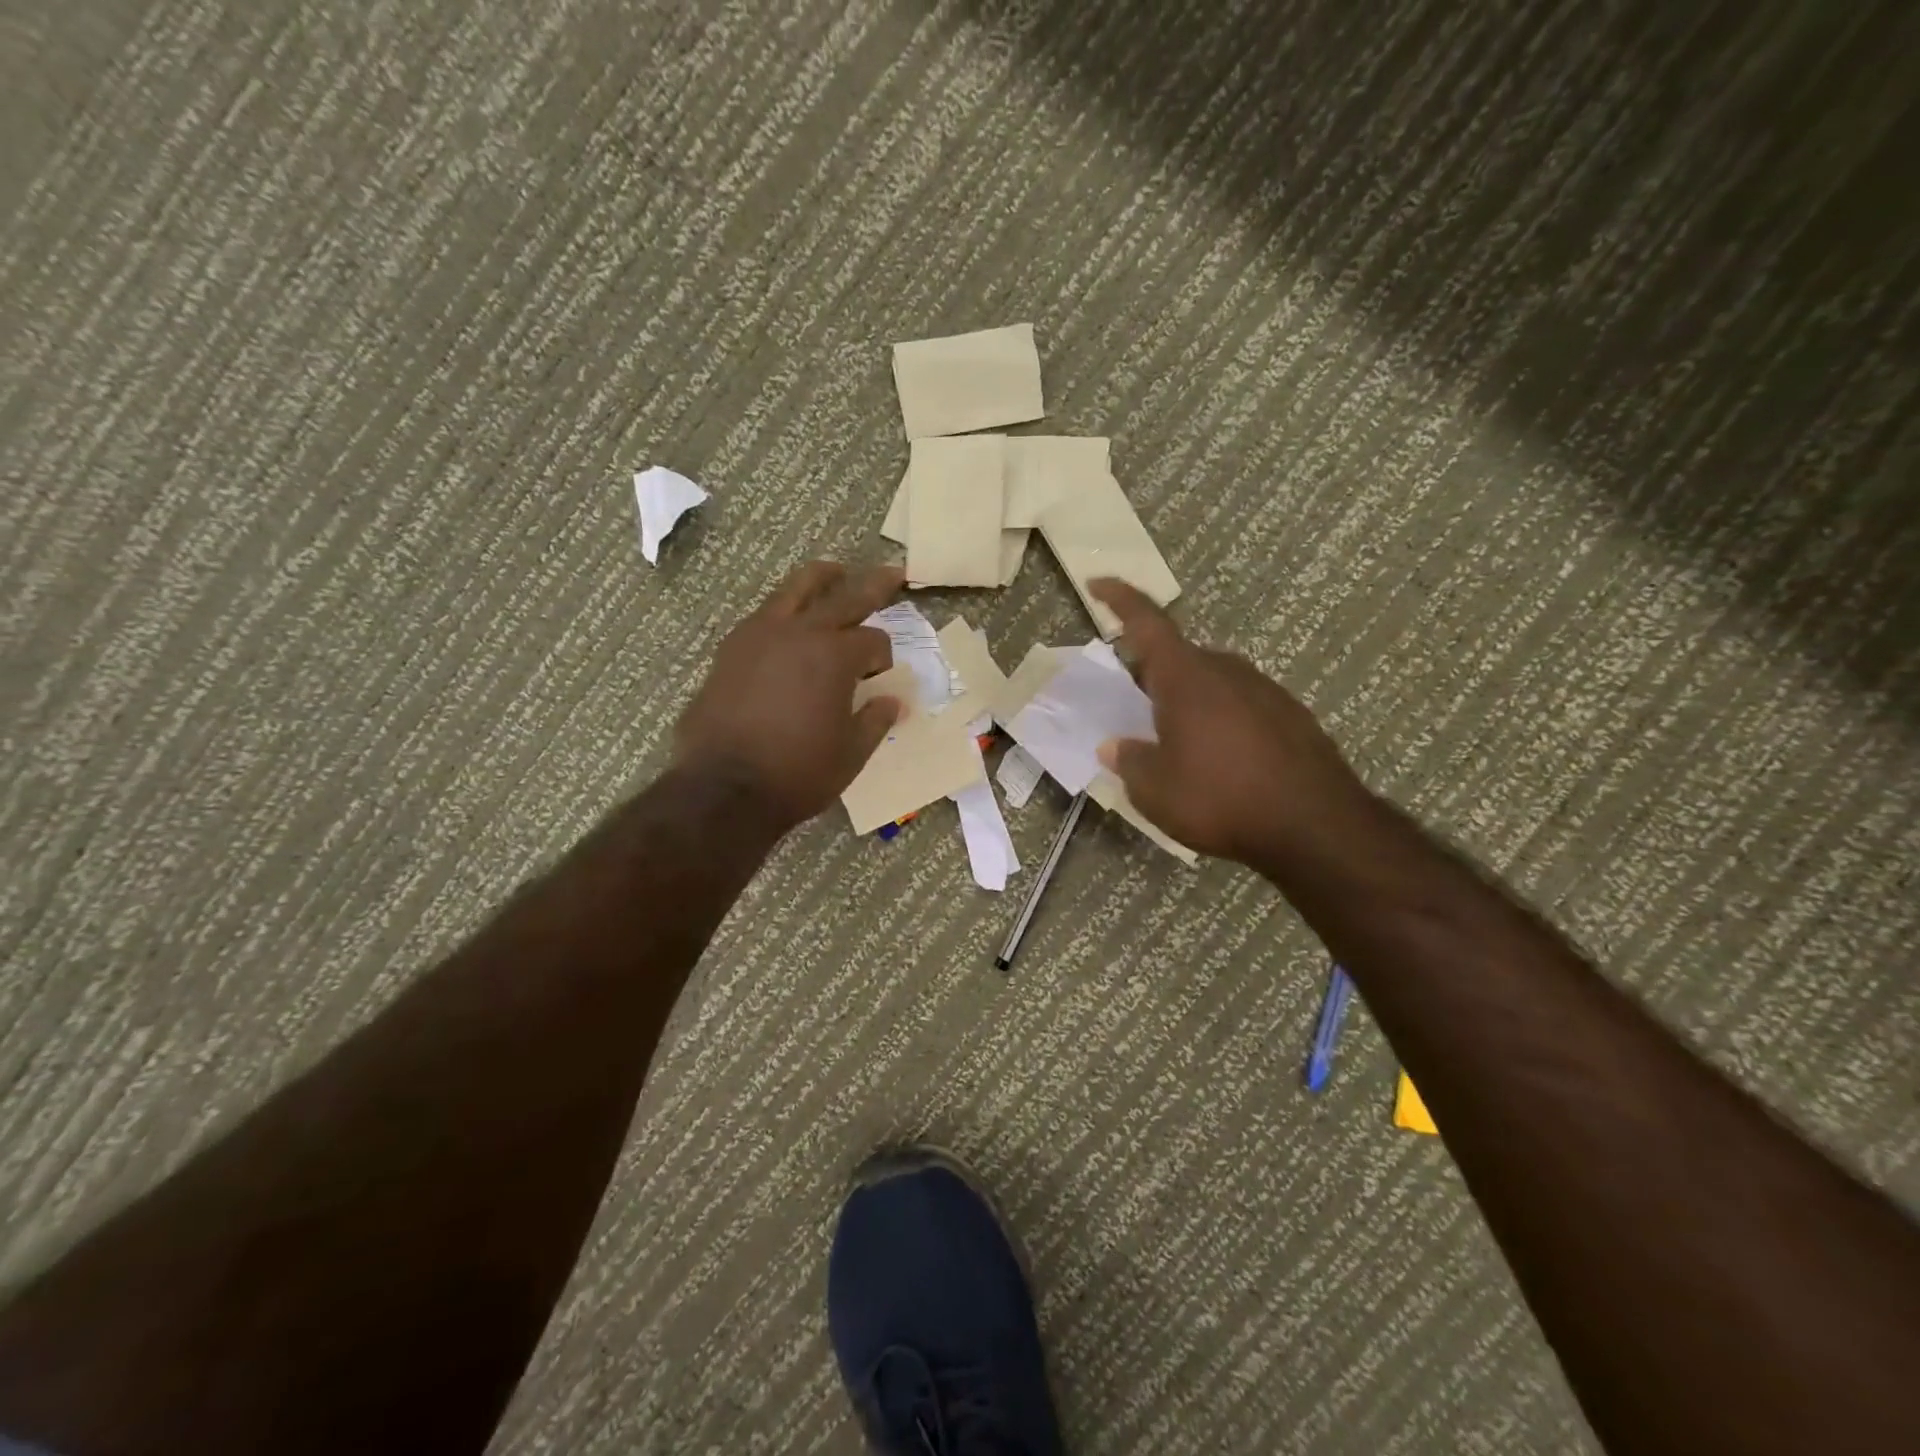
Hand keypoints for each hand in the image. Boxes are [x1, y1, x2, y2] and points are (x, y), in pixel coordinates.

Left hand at [674, 562, 903, 831]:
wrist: (723, 789)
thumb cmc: (797, 774)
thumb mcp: (850, 754)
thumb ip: (875, 721)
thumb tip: (892, 702)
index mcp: (834, 656)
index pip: (872, 641)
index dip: (883, 657)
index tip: (882, 677)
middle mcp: (799, 633)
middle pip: (844, 597)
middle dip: (873, 585)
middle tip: (892, 572)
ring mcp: (759, 635)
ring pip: (795, 590)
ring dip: (821, 579)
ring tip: (835, 571)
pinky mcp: (730, 649)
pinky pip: (765, 614)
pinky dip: (785, 608)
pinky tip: (790, 620)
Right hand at [1089, 579, 1369, 865]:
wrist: (1315, 826)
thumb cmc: (1220, 799)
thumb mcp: (1155, 791)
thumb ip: (1129, 762)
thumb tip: (1114, 747)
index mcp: (1186, 677)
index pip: (1147, 622)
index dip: (1119, 599)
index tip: (1097, 581)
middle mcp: (1227, 671)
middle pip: (1180, 657)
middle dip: (1153, 674)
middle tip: (1135, 705)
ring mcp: (1265, 690)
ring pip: (1213, 682)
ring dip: (1189, 700)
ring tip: (1178, 741)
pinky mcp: (1292, 716)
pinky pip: (1241, 705)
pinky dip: (1221, 720)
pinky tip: (1221, 759)